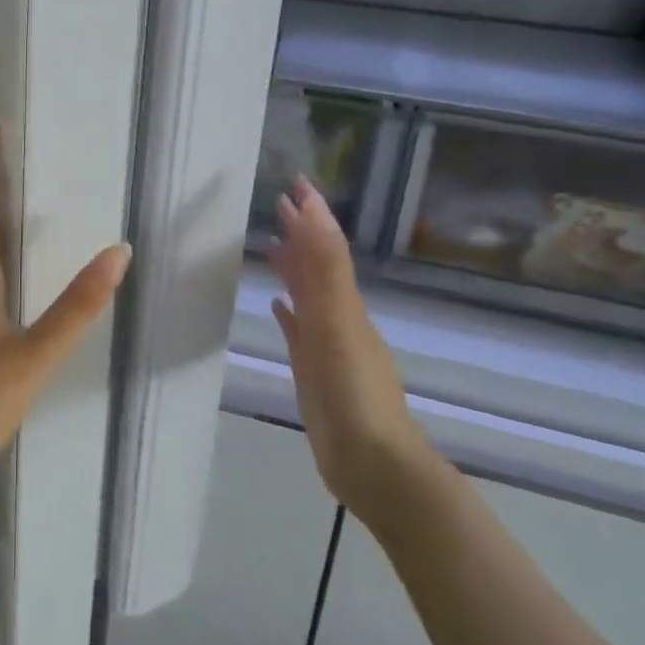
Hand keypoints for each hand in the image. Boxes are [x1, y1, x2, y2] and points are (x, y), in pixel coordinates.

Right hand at [269, 178, 427, 520]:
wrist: (372, 462)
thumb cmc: (354, 390)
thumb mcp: (339, 321)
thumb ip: (325, 269)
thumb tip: (315, 210)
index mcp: (343, 301)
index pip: (326, 245)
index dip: (313, 213)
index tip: (296, 182)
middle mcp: (337, 316)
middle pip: (316, 264)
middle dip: (302, 232)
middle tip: (279, 204)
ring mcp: (327, 345)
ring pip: (307, 294)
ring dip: (293, 267)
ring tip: (272, 244)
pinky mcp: (314, 371)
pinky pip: (299, 330)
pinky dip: (289, 311)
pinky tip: (277, 306)